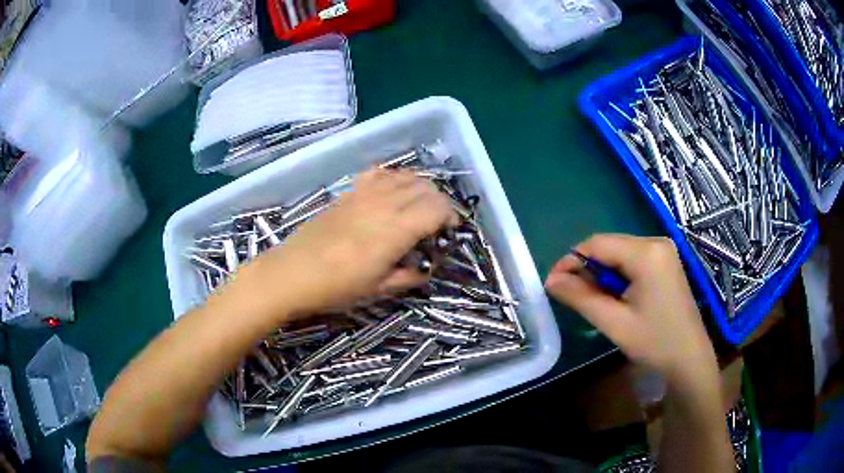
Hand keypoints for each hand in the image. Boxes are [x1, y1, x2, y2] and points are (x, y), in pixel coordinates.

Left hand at [240, 168, 457, 318]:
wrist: (292, 273)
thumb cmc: (336, 287)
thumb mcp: (378, 289)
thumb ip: (408, 276)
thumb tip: (425, 269)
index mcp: (395, 230)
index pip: (436, 208)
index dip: (451, 216)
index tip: (451, 230)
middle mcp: (384, 204)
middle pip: (425, 187)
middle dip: (440, 201)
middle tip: (437, 222)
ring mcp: (365, 194)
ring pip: (405, 176)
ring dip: (420, 188)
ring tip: (419, 206)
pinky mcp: (349, 193)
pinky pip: (379, 173)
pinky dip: (394, 177)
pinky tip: (392, 191)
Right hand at [544, 234, 717, 387]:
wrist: (689, 359)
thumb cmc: (655, 342)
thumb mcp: (614, 322)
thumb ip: (581, 297)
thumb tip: (550, 280)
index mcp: (646, 252)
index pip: (597, 244)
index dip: (571, 261)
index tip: (553, 284)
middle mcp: (656, 242)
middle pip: (609, 246)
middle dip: (587, 269)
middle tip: (572, 297)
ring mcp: (663, 251)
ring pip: (619, 253)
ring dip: (602, 274)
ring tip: (596, 301)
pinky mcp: (666, 262)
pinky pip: (632, 260)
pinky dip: (618, 276)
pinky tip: (617, 297)